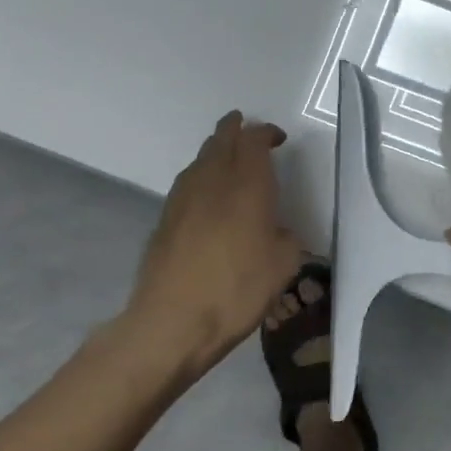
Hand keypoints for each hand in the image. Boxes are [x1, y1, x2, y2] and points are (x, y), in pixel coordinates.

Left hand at [119, 112, 303, 372]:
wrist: (170, 323)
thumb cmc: (236, 291)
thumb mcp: (283, 266)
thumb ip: (286, 238)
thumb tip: (277, 232)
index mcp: (247, 186)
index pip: (253, 141)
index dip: (265, 133)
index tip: (277, 139)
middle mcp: (213, 181)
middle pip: (221, 140)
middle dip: (234, 129)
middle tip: (245, 127)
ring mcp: (182, 199)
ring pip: (200, 159)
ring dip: (215, 150)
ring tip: (227, 156)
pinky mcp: (164, 220)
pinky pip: (187, 183)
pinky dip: (200, 177)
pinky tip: (206, 193)